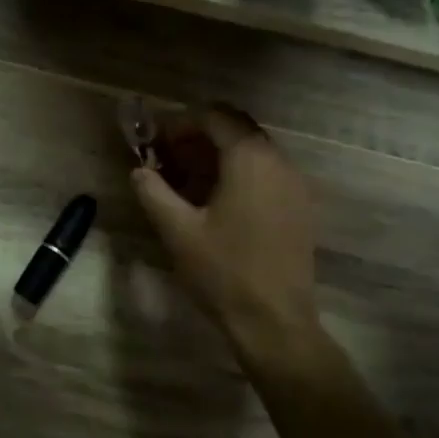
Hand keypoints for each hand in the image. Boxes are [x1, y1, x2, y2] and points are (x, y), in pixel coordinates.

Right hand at [131, 105, 322, 348]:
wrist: (274, 321)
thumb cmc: (222, 272)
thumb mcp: (176, 230)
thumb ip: (153, 192)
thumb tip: (139, 171)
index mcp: (250, 159)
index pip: (216, 117)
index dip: (182, 122)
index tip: (155, 139)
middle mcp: (278, 162)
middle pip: (237, 129)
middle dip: (199, 136)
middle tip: (166, 156)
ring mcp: (294, 185)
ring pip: (252, 152)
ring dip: (218, 155)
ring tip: (185, 179)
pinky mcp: (299, 207)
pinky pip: (266, 173)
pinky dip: (238, 174)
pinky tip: (214, 201)